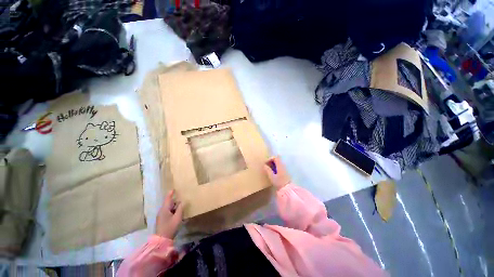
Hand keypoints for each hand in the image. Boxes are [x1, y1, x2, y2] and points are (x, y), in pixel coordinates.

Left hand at [156, 190, 183, 238]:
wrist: (161, 240)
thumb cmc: (170, 227)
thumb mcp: (177, 217)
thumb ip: (180, 208)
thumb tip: (182, 202)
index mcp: (164, 209)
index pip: (168, 198)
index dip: (171, 193)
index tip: (174, 189)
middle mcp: (161, 211)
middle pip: (168, 203)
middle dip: (174, 200)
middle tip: (181, 197)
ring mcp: (161, 216)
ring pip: (168, 207)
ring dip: (174, 205)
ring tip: (180, 204)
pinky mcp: (162, 220)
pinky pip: (168, 212)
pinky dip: (172, 210)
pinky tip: (177, 212)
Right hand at [263, 156, 290, 189]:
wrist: (287, 189)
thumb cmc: (279, 182)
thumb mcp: (272, 176)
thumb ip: (268, 170)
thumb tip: (264, 165)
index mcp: (280, 165)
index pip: (275, 157)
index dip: (269, 159)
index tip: (266, 163)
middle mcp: (283, 165)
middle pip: (277, 159)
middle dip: (271, 161)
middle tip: (266, 166)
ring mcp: (284, 168)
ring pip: (278, 163)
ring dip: (273, 164)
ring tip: (269, 169)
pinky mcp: (285, 172)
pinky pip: (279, 166)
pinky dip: (275, 167)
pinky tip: (273, 172)